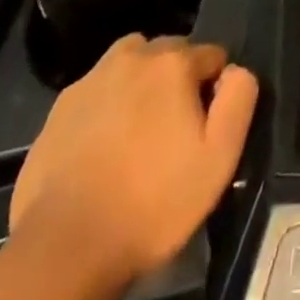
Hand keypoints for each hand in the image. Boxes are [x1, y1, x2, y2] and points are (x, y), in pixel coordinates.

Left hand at [9, 35, 258, 285]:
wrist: (67, 246)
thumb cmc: (153, 202)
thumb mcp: (218, 158)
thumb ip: (238, 100)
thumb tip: (235, 71)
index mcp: (173, 62)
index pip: (211, 55)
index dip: (214, 89)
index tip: (206, 127)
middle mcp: (132, 55)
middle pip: (169, 53)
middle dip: (178, 79)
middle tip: (174, 131)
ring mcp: (92, 78)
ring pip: (130, 63)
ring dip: (141, 83)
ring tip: (139, 131)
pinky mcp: (61, 106)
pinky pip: (97, 92)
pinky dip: (106, 106)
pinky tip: (103, 148)